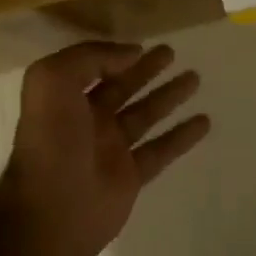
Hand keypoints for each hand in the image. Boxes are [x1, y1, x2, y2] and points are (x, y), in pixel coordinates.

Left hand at [0, 41, 210, 255]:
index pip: (93, 68)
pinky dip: (182, 136)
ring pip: (145, 115)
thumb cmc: (51, 140)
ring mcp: (110, 149)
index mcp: (65, 98)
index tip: (143, 45)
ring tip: (195, 78)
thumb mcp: (53, 80)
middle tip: (172, 53)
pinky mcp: (130, 176)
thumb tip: (131, 53)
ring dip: (169, 96)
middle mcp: (87, 120)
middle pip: (123, 87)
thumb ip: (90, 57)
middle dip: (146, 70)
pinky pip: (162, 150)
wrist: (52, 209)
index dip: (115, 55)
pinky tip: (204, 121)